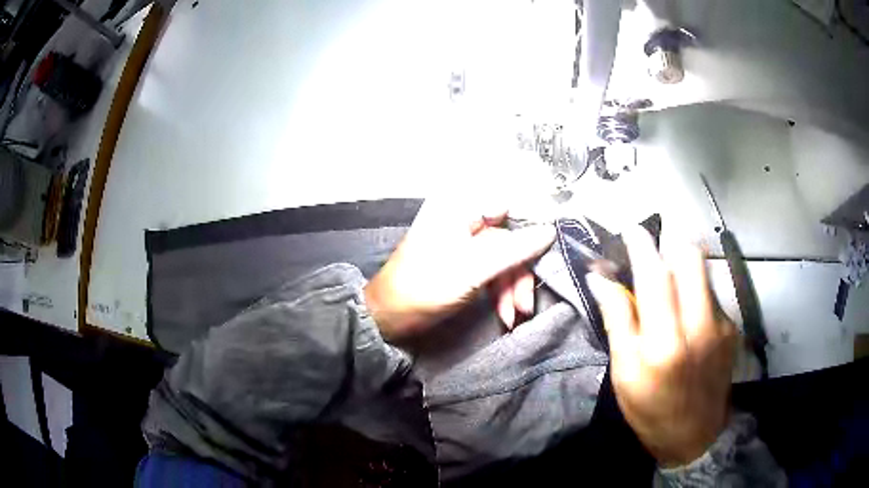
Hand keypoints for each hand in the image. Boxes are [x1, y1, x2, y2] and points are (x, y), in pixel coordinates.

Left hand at [364, 199, 555, 341]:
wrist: (389, 317)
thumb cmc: (424, 286)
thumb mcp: (472, 268)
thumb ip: (513, 249)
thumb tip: (549, 231)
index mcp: (460, 208)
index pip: (510, 204)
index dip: (533, 225)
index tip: (551, 250)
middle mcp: (464, 218)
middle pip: (510, 238)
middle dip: (520, 273)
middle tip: (526, 304)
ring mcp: (465, 242)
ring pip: (504, 258)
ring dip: (513, 288)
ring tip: (515, 315)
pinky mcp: (465, 263)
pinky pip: (493, 271)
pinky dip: (501, 293)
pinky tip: (505, 314)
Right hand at [587, 227, 736, 467]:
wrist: (696, 436)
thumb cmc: (651, 410)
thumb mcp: (624, 374)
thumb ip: (618, 322)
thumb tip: (601, 279)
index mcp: (665, 344)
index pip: (655, 277)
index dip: (641, 246)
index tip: (631, 229)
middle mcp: (699, 326)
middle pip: (691, 258)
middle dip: (670, 246)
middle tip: (654, 256)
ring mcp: (721, 325)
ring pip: (704, 272)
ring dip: (683, 269)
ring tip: (670, 290)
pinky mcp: (732, 328)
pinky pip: (711, 293)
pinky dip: (696, 293)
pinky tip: (688, 318)